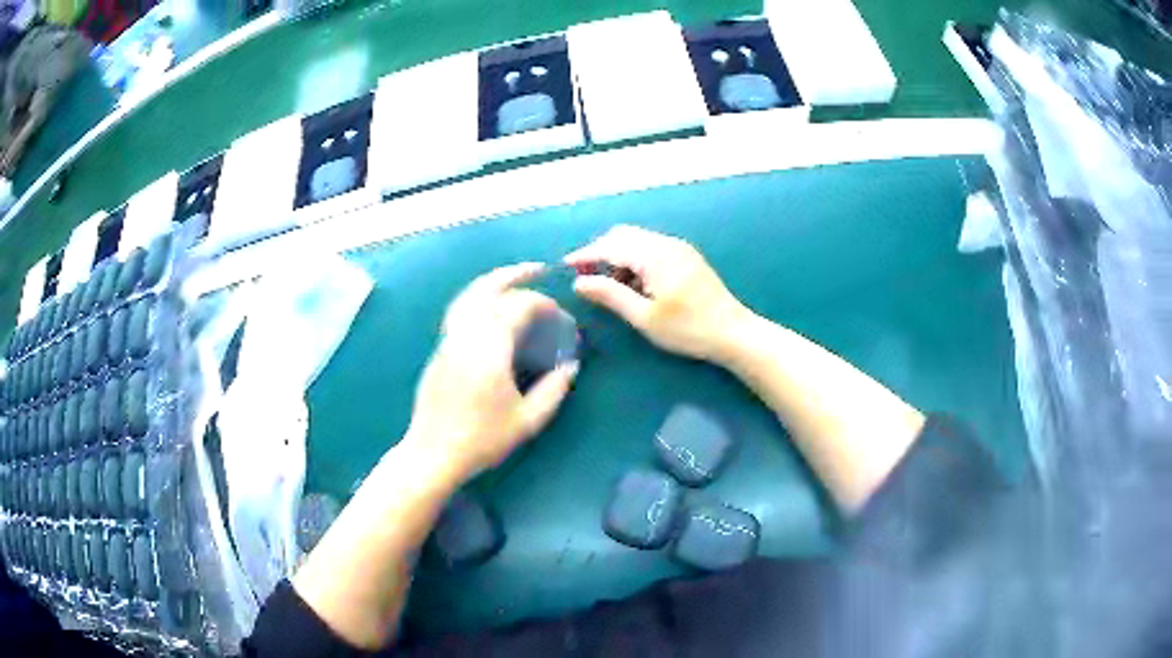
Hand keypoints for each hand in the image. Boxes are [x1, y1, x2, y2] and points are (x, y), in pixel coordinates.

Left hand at [403, 263, 578, 482]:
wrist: (433, 452)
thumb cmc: (481, 440)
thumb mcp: (527, 421)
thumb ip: (553, 390)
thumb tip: (570, 365)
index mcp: (489, 350)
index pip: (518, 307)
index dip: (544, 306)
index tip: (562, 319)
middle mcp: (466, 336)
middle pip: (488, 289)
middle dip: (515, 274)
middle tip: (538, 269)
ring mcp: (448, 340)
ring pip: (468, 295)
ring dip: (493, 281)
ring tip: (514, 278)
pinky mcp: (439, 350)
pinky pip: (459, 310)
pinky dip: (478, 297)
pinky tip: (489, 307)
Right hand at [566, 226, 748, 362]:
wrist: (733, 333)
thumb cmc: (688, 329)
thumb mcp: (644, 317)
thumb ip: (610, 295)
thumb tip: (579, 282)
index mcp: (654, 255)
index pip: (611, 246)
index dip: (585, 255)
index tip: (565, 267)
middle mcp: (666, 243)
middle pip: (623, 235)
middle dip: (600, 251)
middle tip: (584, 276)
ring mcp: (679, 248)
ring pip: (638, 240)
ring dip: (618, 256)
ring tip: (608, 285)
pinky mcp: (686, 257)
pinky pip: (652, 248)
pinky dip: (635, 259)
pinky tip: (633, 284)